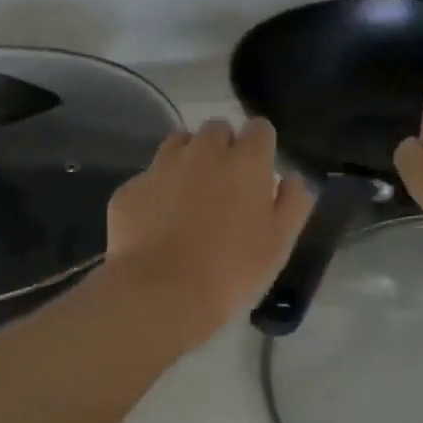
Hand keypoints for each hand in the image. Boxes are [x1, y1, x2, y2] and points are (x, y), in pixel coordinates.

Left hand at [107, 118, 314, 344]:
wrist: (161, 294)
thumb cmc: (232, 271)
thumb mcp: (279, 244)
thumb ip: (293, 203)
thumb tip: (292, 178)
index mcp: (245, 162)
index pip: (259, 128)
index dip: (261, 146)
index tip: (259, 170)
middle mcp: (203, 151)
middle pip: (217, 129)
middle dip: (223, 148)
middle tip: (225, 186)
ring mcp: (161, 167)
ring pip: (178, 143)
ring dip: (188, 158)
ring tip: (189, 195)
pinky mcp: (130, 188)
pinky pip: (148, 178)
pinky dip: (156, 191)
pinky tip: (157, 222)